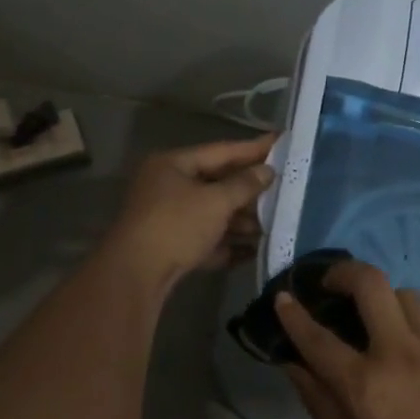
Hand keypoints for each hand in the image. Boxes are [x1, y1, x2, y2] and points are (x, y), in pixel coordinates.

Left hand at [104, 133, 275, 290]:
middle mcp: (168, 186)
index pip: (221, 151)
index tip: (281, 142)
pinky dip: (228, 243)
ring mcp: (167, 218)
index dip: (253, 148)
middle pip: (217, 183)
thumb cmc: (176, 226)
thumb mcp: (216, 201)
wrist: (135, 276)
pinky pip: (206, 239)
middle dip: (249, 190)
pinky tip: (254, 250)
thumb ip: (244, 185)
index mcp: (173, 165)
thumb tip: (267, 171)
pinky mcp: (171, 247)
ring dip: (242, 220)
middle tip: (284, 187)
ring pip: (212, 213)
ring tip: (274, 223)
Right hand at [275, 260, 419, 418]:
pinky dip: (419, 339)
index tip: (284, 297)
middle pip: (371, 283)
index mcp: (365, 385)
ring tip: (381, 326)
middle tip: (334, 285)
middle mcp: (402, 355)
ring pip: (408, 298)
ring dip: (386, 303)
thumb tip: (294, 365)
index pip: (318, 337)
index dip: (294, 314)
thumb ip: (319, 403)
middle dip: (344, 272)